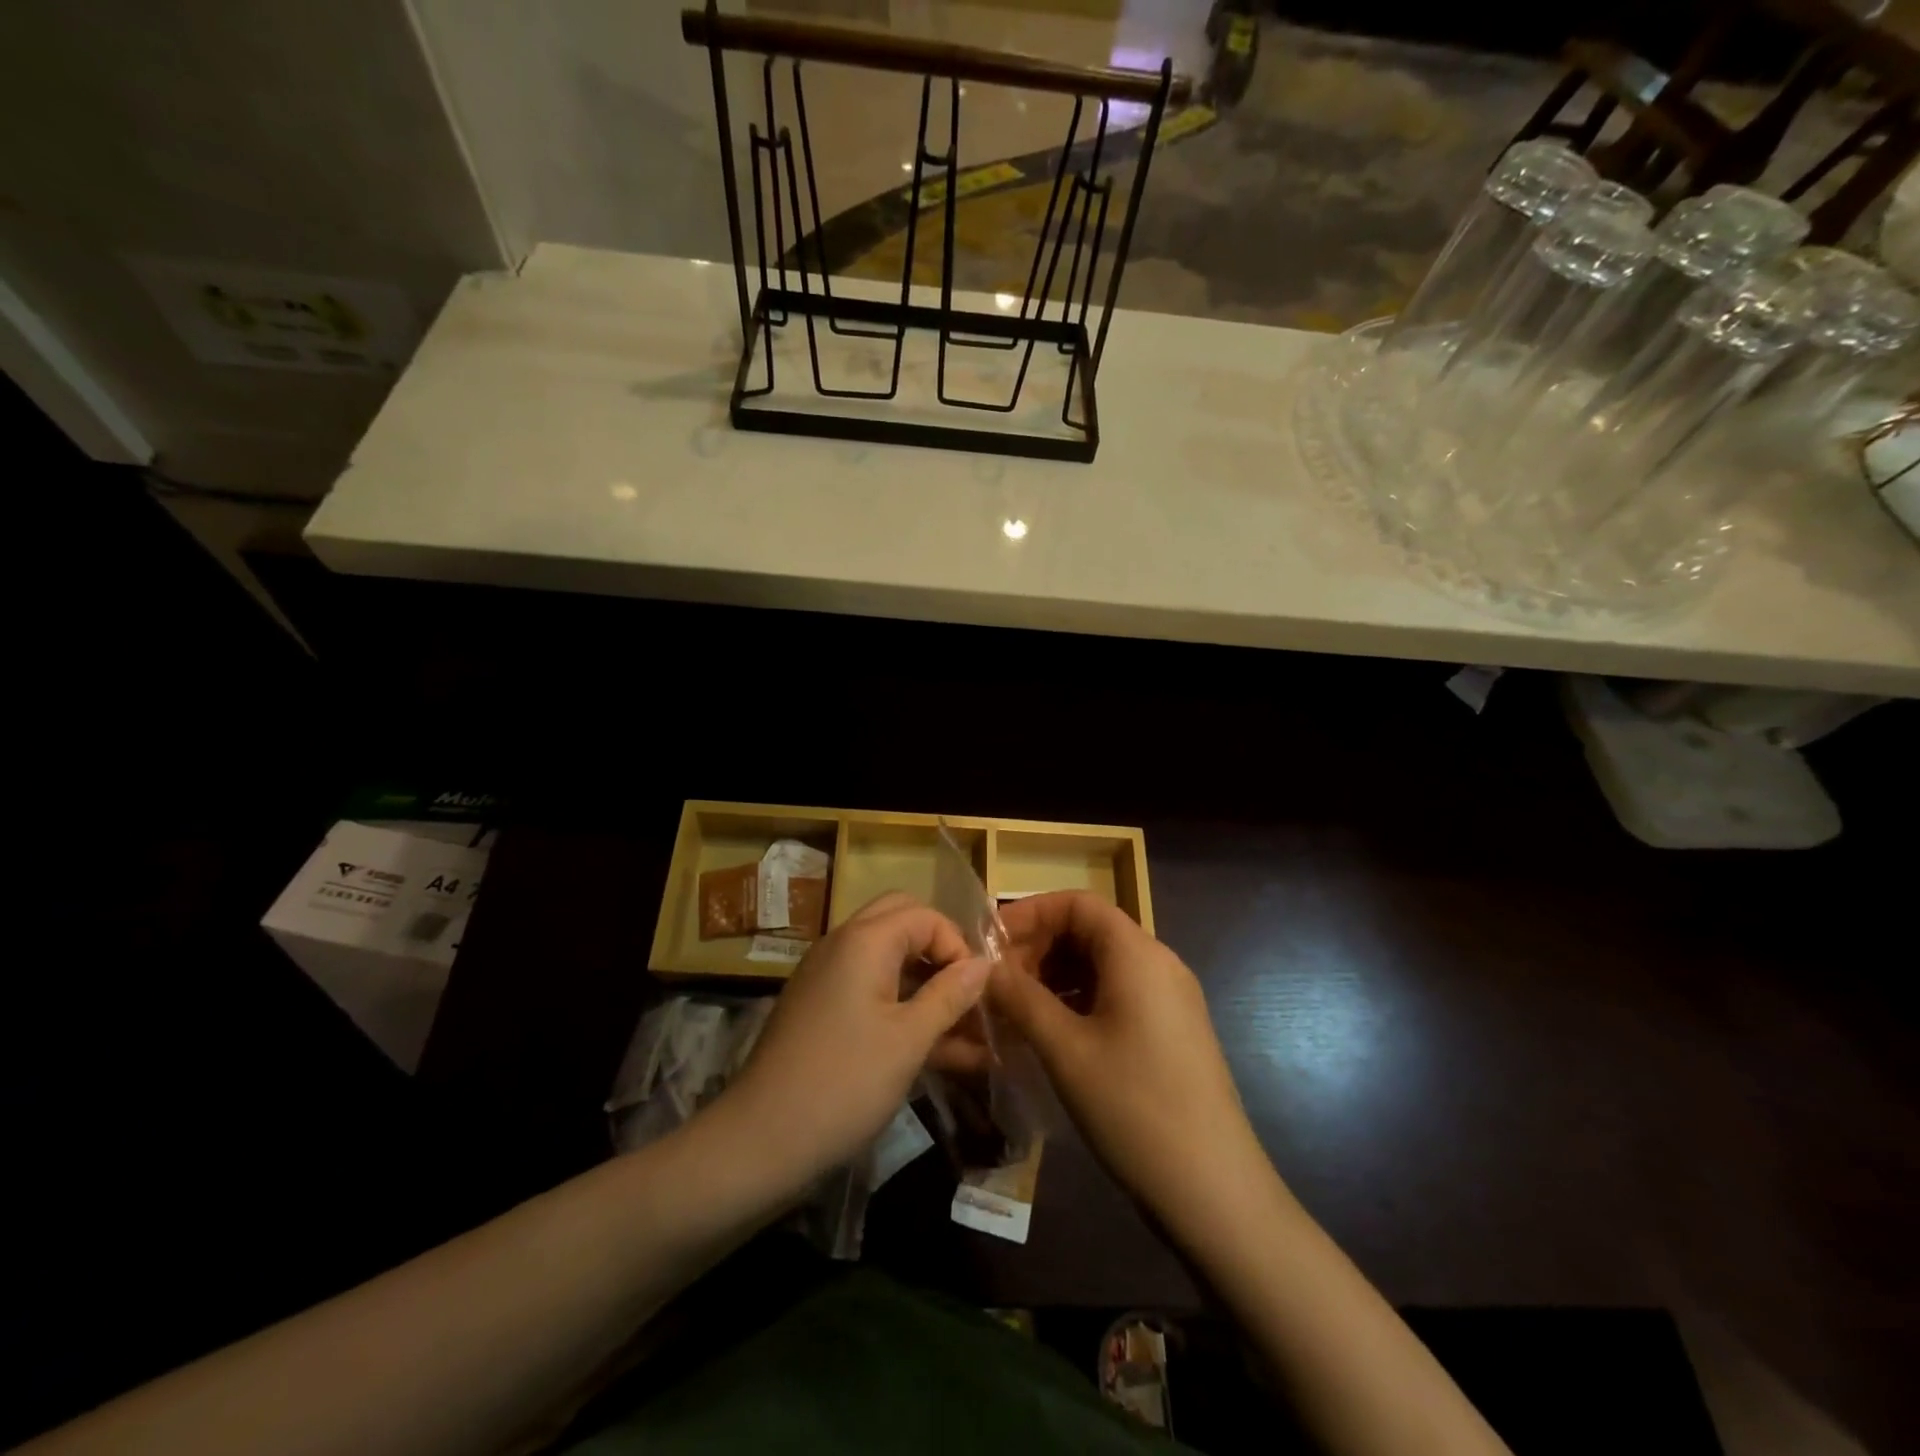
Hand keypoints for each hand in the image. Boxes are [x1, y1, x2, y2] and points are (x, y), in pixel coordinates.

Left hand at [718, 892, 989, 1192]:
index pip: (925, 915)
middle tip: (965, 992)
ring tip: (966, 1031)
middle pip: (902, 923)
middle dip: (940, 952)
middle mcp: (843, 944)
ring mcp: (828, 976)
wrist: (759, 1141)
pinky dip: (902, 1006)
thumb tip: (984, 963)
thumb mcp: (909, 1040)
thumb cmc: (844, 1083)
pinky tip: (937, 1050)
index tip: (977, 991)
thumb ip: (950, 995)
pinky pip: (870, 990)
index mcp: (864, 940)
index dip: (958, 946)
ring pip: (888, 959)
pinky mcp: (821, 1008)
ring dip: (925, 984)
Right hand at [988, 892, 1276, 1245]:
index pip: (1078, 903)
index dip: (1031, 913)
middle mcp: (1158, 964)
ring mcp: (1170, 998)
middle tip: (998, 983)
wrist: (1214, 1191)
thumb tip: (983, 968)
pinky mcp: (1172, 1031)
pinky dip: (1079, 1001)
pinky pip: (1118, 994)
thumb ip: (1020, 999)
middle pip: (1090, 931)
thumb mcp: (1065, 1050)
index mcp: (1137, 954)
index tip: (991, 942)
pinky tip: (1052, 1034)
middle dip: (1039, 947)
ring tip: (1017, 1010)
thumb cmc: (1134, 1108)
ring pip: (1102, 965)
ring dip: (1056, 976)